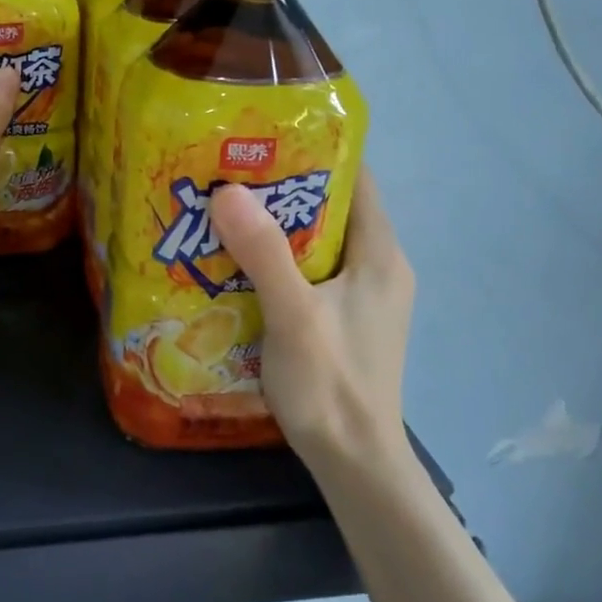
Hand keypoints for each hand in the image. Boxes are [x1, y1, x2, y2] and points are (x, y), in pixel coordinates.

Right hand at [209, 169, 416, 476]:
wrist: (355, 463)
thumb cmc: (332, 385)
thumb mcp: (294, 315)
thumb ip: (263, 253)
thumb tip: (227, 191)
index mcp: (380, 254)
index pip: (355, 178)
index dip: (313, 151)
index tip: (260, 138)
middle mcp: (377, 267)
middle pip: (329, 207)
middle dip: (280, 189)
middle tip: (226, 174)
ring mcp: (361, 296)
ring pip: (314, 242)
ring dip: (273, 227)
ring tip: (222, 212)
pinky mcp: (342, 320)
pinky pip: (308, 273)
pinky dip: (275, 261)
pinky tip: (235, 264)